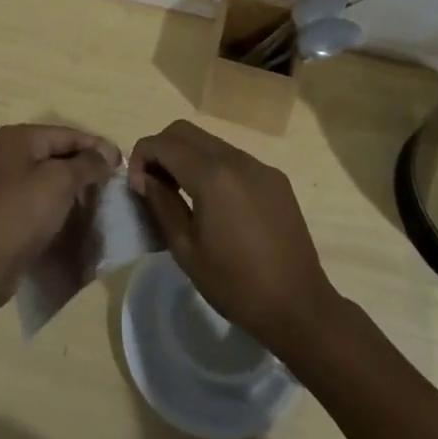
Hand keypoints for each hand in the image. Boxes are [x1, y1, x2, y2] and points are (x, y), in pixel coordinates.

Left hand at [0, 124, 120, 308]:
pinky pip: (41, 198)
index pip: (68, 134)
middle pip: (59, 153)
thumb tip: (107, 155)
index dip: (97, 146)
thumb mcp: (60, 181)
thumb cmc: (21, 212)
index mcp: (20, 137)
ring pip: (51, 177)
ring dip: (75, 188)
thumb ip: (87, 164)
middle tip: (113, 185)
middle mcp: (10, 153)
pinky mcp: (7, 210)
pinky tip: (77, 217)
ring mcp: (6, 182)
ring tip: (100, 202)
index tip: (123, 163)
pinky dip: (60, 204)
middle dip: (86, 167)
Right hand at [129, 119, 339, 352]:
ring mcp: (259, 165)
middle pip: (185, 131)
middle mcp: (235, 159)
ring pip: (210, 142)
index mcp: (211, 176)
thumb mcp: (186, 250)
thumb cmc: (236, 285)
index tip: (138, 186)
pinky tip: (215, 202)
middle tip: (154, 183)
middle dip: (161, 149)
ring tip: (182, 192)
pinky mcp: (274, 178)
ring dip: (187, 156)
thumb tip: (146, 178)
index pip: (163, 143)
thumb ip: (162, 204)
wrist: (299, 307)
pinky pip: (234, 158)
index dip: (141, 157)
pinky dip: (213, 167)